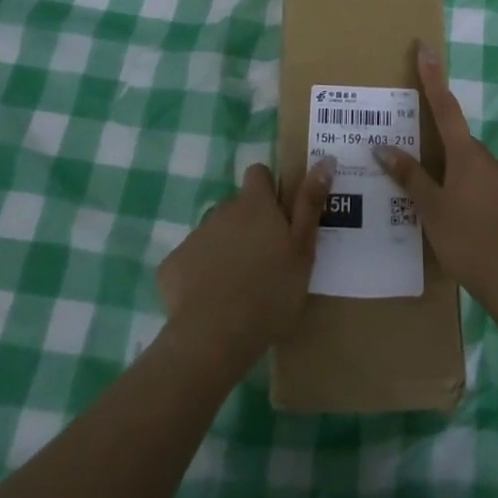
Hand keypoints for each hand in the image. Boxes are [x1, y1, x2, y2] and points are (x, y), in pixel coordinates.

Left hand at [156, 159, 332, 371]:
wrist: (214, 338)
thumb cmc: (270, 293)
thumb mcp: (303, 250)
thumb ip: (310, 204)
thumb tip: (325, 159)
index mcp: (255, 204)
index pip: (258, 174)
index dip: (268, 189)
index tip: (278, 216)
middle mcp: (222, 210)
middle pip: (236, 207)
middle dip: (247, 225)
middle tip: (263, 261)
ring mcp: (194, 237)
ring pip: (213, 234)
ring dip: (224, 248)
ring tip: (237, 286)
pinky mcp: (171, 265)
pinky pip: (189, 261)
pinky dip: (197, 274)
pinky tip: (208, 301)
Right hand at [374, 43, 497, 310]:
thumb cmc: (470, 240)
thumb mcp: (432, 210)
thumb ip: (410, 178)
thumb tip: (382, 147)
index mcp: (467, 155)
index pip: (445, 107)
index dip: (433, 77)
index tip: (426, 47)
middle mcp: (490, 161)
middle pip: (460, 145)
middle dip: (441, 152)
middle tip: (421, 174)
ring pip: (476, 172)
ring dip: (458, 181)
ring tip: (440, 214)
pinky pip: (490, 194)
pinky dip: (475, 202)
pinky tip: (467, 230)